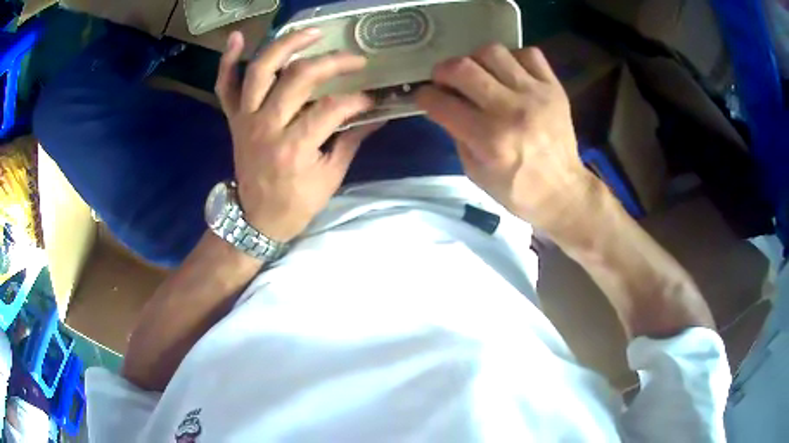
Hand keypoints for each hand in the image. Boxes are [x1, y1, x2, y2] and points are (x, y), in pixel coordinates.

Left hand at [215, 30, 381, 241]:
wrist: (256, 219)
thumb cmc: (296, 204)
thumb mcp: (331, 177)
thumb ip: (352, 140)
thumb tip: (376, 114)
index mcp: (293, 148)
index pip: (331, 108)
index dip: (357, 99)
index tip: (372, 99)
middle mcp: (266, 126)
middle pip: (298, 77)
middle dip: (332, 62)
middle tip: (355, 59)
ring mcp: (246, 119)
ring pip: (261, 70)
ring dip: (286, 45)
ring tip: (311, 32)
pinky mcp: (234, 119)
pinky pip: (225, 86)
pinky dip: (227, 61)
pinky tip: (238, 38)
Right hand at [416, 44, 595, 239]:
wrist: (563, 192)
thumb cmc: (517, 190)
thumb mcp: (475, 172)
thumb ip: (457, 134)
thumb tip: (444, 105)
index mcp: (489, 139)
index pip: (441, 103)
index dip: (424, 96)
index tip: (424, 96)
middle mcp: (510, 110)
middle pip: (463, 68)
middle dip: (443, 71)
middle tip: (446, 80)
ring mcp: (535, 94)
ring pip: (493, 52)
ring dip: (476, 60)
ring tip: (479, 74)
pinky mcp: (554, 88)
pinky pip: (529, 54)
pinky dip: (513, 59)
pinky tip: (510, 74)